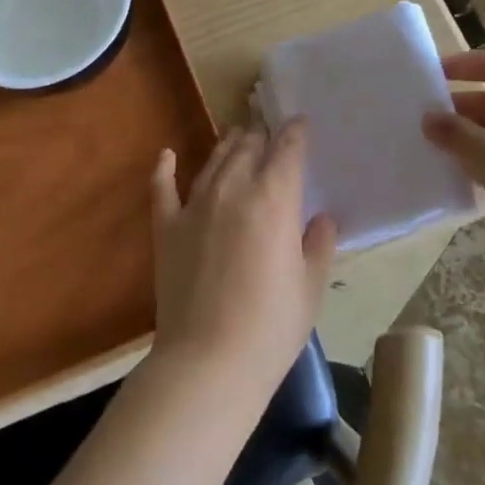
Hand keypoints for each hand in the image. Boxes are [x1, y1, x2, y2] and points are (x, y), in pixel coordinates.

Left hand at [149, 122, 336, 400]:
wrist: (208, 362)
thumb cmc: (271, 327)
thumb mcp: (309, 287)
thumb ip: (318, 244)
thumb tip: (322, 218)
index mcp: (273, 198)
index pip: (287, 150)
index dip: (295, 132)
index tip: (299, 123)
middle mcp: (233, 189)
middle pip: (248, 147)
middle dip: (261, 135)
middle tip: (269, 132)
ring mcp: (195, 205)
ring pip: (213, 160)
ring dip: (228, 144)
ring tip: (237, 135)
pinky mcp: (167, 227)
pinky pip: (162, 188)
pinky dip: (164, 168)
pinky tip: (167, 154)